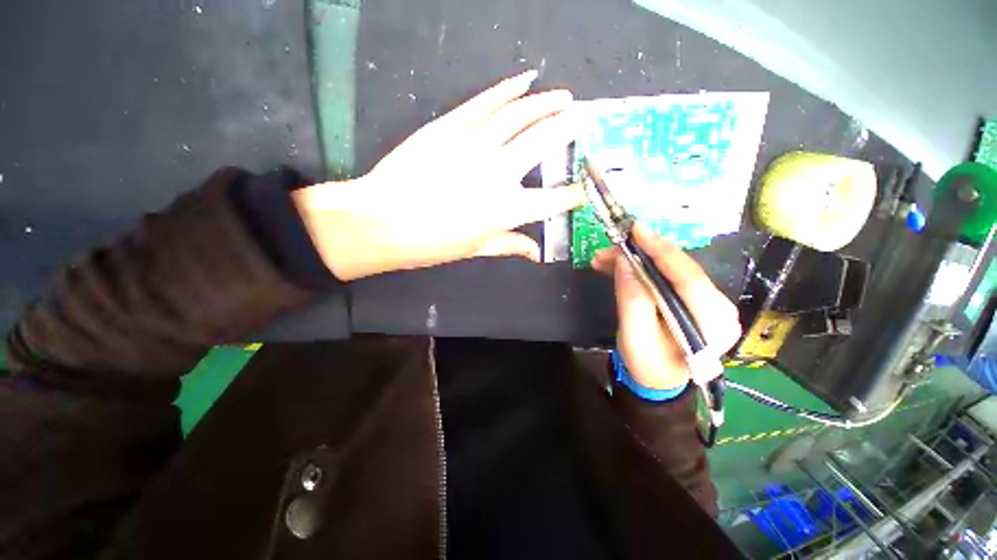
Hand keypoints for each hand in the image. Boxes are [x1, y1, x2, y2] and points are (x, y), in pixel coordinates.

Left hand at [292, 70, 585, 280]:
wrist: (383, 222)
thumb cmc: (432, 244)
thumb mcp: (476, 249)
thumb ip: (510, 245)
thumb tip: (536, 253)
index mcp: (508, 210)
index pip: (553, 200)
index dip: (573, 194)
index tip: (585, 188)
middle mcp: (500, 173)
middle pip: (543, 143)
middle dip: (567, 129)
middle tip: (581, 119)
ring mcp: (476, 145)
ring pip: (519, 115)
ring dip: (545, 103)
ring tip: (562, 97)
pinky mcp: (451, 127)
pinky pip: (486, 102)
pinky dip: (508, 89)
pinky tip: (524, 81)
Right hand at [592, 225, 741, 390]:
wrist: (658, 379)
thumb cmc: (647, 365)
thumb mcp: (634, 337)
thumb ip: (632, 300)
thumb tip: (625, 262)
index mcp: (711, 323)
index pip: (688, 278)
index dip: (660, 250)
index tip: (635, 230)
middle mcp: (719, 307)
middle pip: (679, 269)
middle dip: (642, 253)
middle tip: (611, 246)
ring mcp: (708, 302)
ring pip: (671, 269)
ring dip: (637, 260)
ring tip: (605, 259)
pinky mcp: (695, 299)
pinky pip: (667, 275)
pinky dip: (642, 268)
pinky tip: (618, 266)